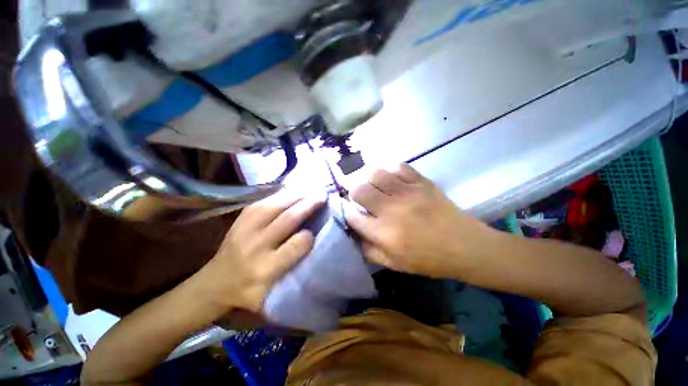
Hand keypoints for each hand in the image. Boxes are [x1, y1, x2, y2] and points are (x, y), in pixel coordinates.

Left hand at [195, 190, 325, 313]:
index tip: (317, 231)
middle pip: (287, 220)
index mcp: (264, 270)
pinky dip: (282, 194)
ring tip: (312, 190)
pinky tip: (294, 191)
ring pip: (276, 206)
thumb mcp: (271, 298)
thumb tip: (316, 255)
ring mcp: (245, 228)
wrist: (215, 282)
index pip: (294, 247)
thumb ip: (293, 282)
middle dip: (308, 206)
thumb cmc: (249, 292)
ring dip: (297, 196)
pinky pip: (264, 201)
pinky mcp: (241, 218)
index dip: (309, 236)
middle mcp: (254, 246)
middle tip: (323, 196)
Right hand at [344, 164, 495, 277]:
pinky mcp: (422, 182)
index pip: (352, 216)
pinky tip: (388, 177)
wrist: (466, 247)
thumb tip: (352, 233)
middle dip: (352, 191)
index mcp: (384, 234)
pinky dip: (388, 169)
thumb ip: (368, 250)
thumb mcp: (394, 264)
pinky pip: (398, 166)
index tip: (347, 209)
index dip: (345, 211)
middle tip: (356, 194)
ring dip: (367, 177)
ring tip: (370, 183)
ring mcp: (408, 192)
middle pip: (359, 190)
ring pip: (375, 173)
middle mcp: (392, 210)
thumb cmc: (428, 259)